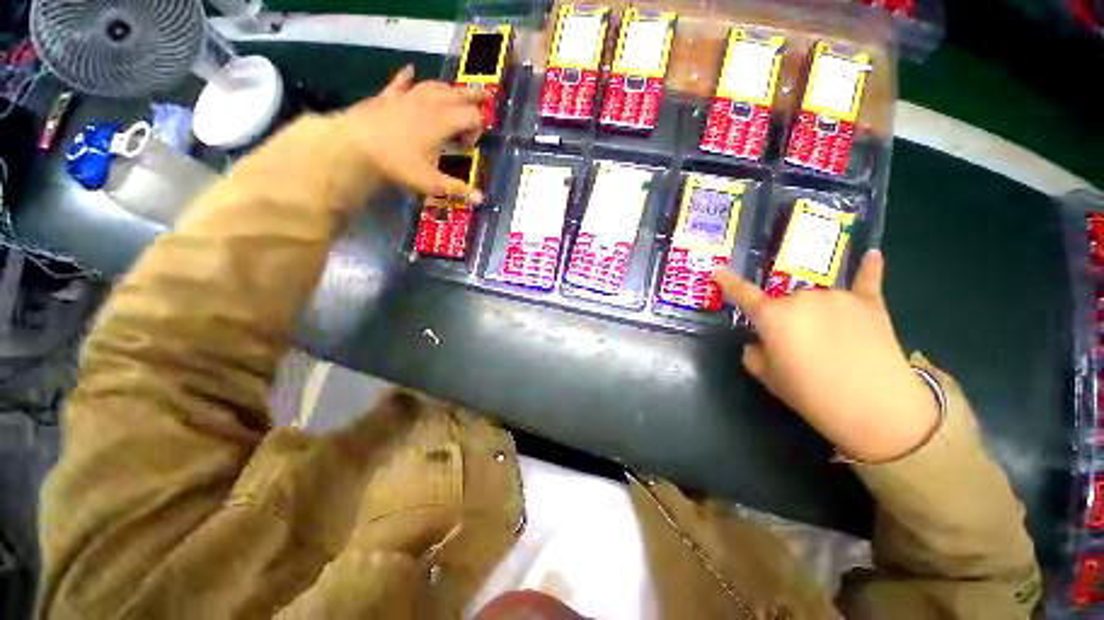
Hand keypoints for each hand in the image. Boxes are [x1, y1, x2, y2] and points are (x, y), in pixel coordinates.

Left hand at [339, 65, 487, 203]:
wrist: (354, 145)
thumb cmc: (397, 163)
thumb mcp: (431, 182)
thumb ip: (457, 188)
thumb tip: (481, 199)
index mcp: (442, 121)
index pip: (472, 116)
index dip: (476, 130)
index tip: (466, 147)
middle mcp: (429, 104)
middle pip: (457, 95)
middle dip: (472, 97)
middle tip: (484, 98)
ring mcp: (407, 97)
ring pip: (434, 86)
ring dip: (448, 90)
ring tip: (454, 95)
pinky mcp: (388, 97)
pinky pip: (400, 83)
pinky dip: (407, 77)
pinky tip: (409, 70)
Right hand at [713, 250, 938, 462]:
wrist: (876, 409)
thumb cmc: (811, 394)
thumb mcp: (768, 377)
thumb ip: (754, 353)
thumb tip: (759, 342)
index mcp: (773, 316)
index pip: (742, 294)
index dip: (728, 281)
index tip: (717, 268)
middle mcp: (802, 297)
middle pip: (783, 301)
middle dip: (783, 318)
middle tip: (795, 345)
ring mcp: (838, 297)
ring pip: (815, 298)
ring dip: (813, 312)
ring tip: (829, 340)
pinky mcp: (870, 304)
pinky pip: (867, 280)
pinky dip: (869, 269)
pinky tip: (873, 256)